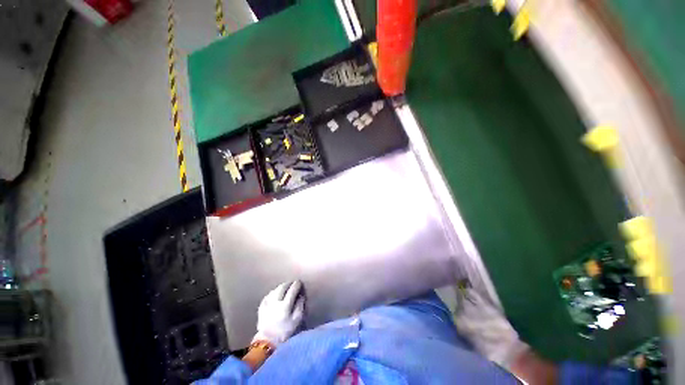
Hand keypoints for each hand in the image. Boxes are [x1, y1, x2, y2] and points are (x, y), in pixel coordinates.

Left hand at [253, 281, 304, 345]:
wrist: (267, 342)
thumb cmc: (285, 332)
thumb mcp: (297, 321)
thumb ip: (300, 306)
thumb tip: (301, 295)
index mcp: (285, 306)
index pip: (292, 290)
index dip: (296, 284)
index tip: (299, 282)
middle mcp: (275, 302)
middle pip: (282, 287)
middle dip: (288, 283)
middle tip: (293, 283)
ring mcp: (267, 304)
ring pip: (274, 290)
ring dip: (281, 287)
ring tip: (285, 287)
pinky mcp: (261, 308)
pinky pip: (267, 296)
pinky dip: (273, 292)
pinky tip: (275, 293)